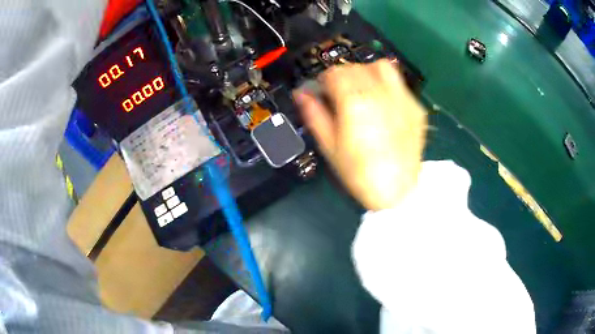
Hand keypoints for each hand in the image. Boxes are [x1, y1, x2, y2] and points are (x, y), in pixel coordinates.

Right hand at [294, 60, 427, 210]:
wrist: (396, 191)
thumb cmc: (358, 173)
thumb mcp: (329, 146)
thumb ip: (314, 114)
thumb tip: (301, 94)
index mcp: (354, 103)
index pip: (335, 73)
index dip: (325, 79)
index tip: (323, 89)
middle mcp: (379, 94)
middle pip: (356, 67)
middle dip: (343, 75)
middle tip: (340, 92)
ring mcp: (401, 99)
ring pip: (381, 67)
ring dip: (367, 72)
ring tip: (363, 89)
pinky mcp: (415, 107)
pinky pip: (399, 84)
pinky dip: (387, 85)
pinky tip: (383, 103)